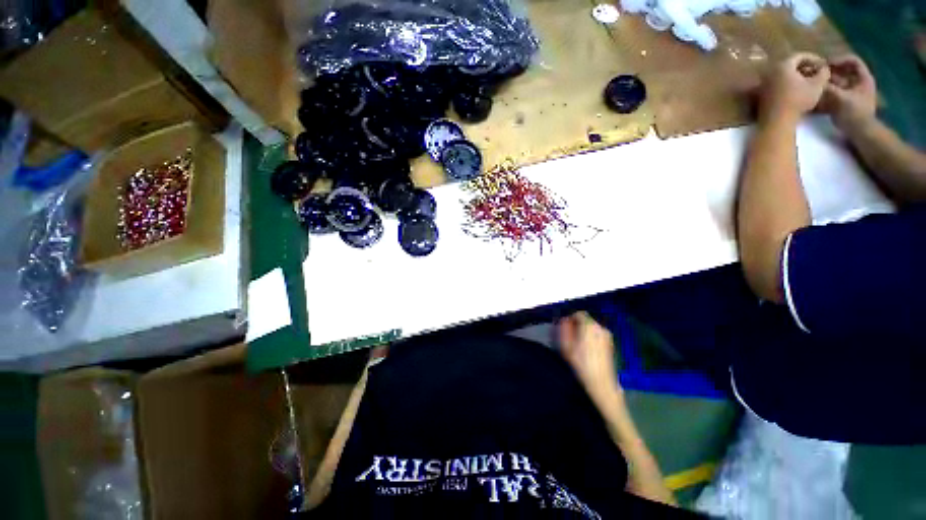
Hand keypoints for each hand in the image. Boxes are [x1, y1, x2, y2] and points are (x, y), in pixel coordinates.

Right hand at [558, 312, 621, 404]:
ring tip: (577, 344)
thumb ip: (564, 329)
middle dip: (576, 325)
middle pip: (586, 320)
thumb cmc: (581, 364)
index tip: (564, 328)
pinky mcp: (610, 344)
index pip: (578, 313)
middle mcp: (601, 327)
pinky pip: (597, 335)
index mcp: (590, 326)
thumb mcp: (566, 346)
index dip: (570, 319)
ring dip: (583, 332)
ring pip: (591, 328)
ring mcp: (607, 336)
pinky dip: (590, 337)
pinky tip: (586, 350)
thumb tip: (563, 319)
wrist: (601, 383)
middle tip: (569, 337)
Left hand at [760, 53, 830, 122]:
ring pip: (783, 75)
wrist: (777, 120)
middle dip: (804, 67)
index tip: (822, 64)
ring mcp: (764, 84)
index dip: (813, 58)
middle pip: (790, 65)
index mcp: (783, 66)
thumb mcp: (817, 85)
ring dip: (797, 77)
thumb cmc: (799, 100)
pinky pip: (777, 85)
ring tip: (809, 82)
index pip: (799, 56)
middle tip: (815, 73)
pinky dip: (788, 85)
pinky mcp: (762, 95)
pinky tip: (798, 91)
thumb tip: (824, 68)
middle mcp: (770, 72)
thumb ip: (823, 73)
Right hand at [820, 54, 877, 129]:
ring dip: (825, 83)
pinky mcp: (845, 103)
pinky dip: (825, 93)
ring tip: (813, 84)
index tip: (825, 65)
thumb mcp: (840, 98)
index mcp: (863, 79)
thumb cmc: (854, 114)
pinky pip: (834, 93)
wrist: (861, 133)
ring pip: (837, 83)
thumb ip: (828, 88)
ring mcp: (852, 94)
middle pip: (843, 72)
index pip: (852, 61)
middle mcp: (858, 84)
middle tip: (815, 74)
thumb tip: (814, 80)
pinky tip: (816, 95)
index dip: (839, 60)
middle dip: (829, 73)